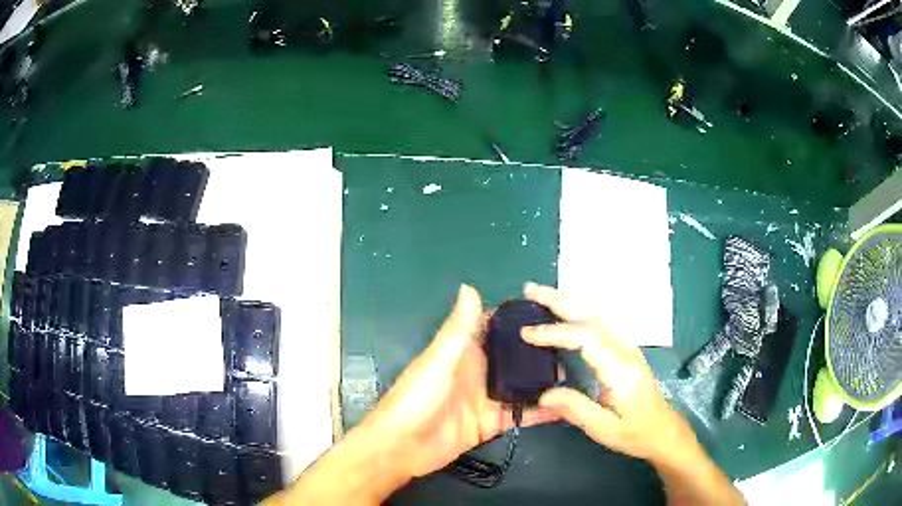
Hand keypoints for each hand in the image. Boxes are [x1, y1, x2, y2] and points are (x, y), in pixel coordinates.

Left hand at [363, 284, 557, 479]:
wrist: (403, 446)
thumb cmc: (416, 397)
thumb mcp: (438, 360)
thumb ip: (458, 329)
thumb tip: (470, 287)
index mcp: (464, 352)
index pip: (495, 328)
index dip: (518, 319)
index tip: (552, 311)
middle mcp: (479, 372)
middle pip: (514, 357)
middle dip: (540, 351)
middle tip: (575, 345)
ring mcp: (487, 398)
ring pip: (521, 385)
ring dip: (544, 381)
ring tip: (577, 373)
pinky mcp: (491, 423)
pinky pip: (520, 414)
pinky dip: (540, 412)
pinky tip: (565, 408)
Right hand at [520, 282, 692, 463]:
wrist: (663, 430)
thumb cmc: (635, 433)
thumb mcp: (604, 430)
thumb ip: (576, 410)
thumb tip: (544, 394)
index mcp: (620, 370)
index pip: (586, 337)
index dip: (555, 332)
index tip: (527, 334)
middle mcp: (626, 350)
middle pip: (592, 315)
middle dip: (560, 300)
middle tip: (529, 290)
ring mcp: (628, 346)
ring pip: (597, 313)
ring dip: (569, 300)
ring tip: (541, 294)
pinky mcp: (626, 349)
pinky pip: (601, 321)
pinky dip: (579, 309)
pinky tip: (567, 309)